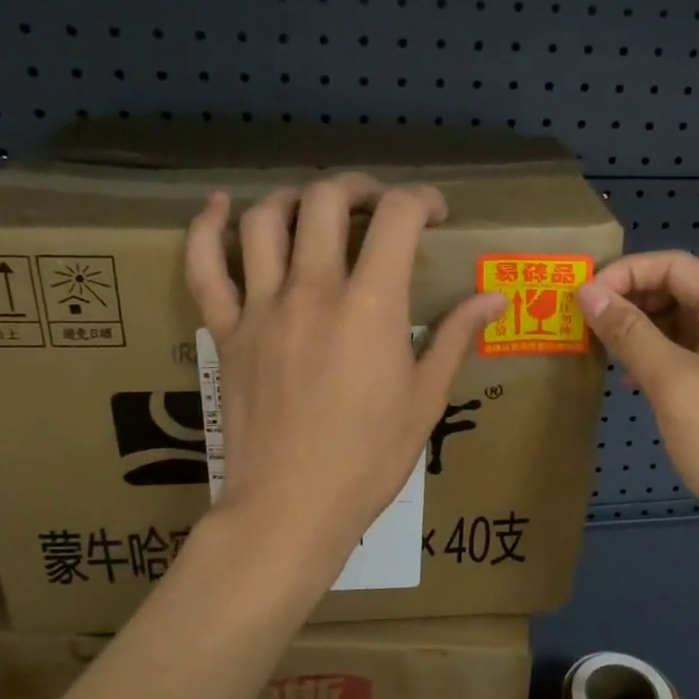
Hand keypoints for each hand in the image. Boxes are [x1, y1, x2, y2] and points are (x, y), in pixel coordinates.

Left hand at [183, 173, 505, 594]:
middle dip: (359, 188)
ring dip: (294, 197)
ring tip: (315, 206)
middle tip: (376, 205)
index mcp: (370, 307)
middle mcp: (313, 291)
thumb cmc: (368, 460)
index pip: (397, 217)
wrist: (289, 510)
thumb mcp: (425, 399)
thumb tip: (495, 297)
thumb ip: (456, 337)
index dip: (421, 199)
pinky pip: (203, 268)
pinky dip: (206, 228)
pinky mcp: (226, 332)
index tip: (435, 213)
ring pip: (265, 220)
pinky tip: (217, 206)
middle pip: (327, 201)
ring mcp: (261, 308)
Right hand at [576, 251, 698, 557]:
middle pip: (676, 288)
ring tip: (603, 351)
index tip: (582, 299)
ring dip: (638, 330)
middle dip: (629, 301)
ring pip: (678, 320)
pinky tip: (632, 378)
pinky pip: (686, 350)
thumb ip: (629, 332)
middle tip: (585, 325)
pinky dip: (655, 355)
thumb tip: (587, 293)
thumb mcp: (671, 382)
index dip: (624, 274)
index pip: (672, 265)